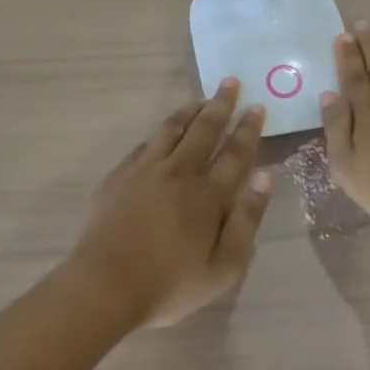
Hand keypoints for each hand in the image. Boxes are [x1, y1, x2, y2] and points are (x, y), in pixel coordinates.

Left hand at [71, 80, 273, 327]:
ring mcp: (145, 170)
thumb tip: (264, 177)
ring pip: (172, 129)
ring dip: (190, 110)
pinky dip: (161, 130)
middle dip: (221, 105)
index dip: (248, 129)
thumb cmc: (169, 285)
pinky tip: (165, 129)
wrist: (104, 286)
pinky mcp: (120, 175)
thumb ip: (247, 221)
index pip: (235, 153)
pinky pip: (146, 142)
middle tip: (231, 82)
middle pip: (204, 130)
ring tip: (201, 98)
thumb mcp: (223, 268)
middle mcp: (179, 173)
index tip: (257, 106)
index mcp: (208, 196)